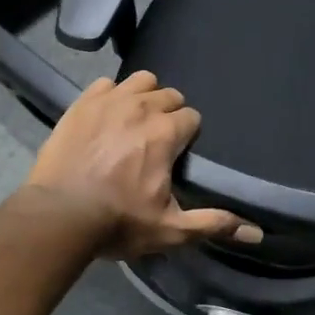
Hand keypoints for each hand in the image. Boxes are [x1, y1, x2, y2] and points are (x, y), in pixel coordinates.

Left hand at [25, 71, 262, 259]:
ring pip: (140, 81)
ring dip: (144, 96)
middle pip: (168, 95)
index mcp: (167, 133)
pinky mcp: (81, 104)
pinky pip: (106, 84)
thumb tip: (257, 234)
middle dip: (169, 113)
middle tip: (158, 142)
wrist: (58, 216)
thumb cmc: (118, 222)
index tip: (178, 155)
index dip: (188, 135)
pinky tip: (107, 116)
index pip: (192, 117)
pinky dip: (112, 95)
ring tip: (135, 121)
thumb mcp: (171, 230)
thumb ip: (214, 225)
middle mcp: (142, 107)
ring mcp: (109, 101)